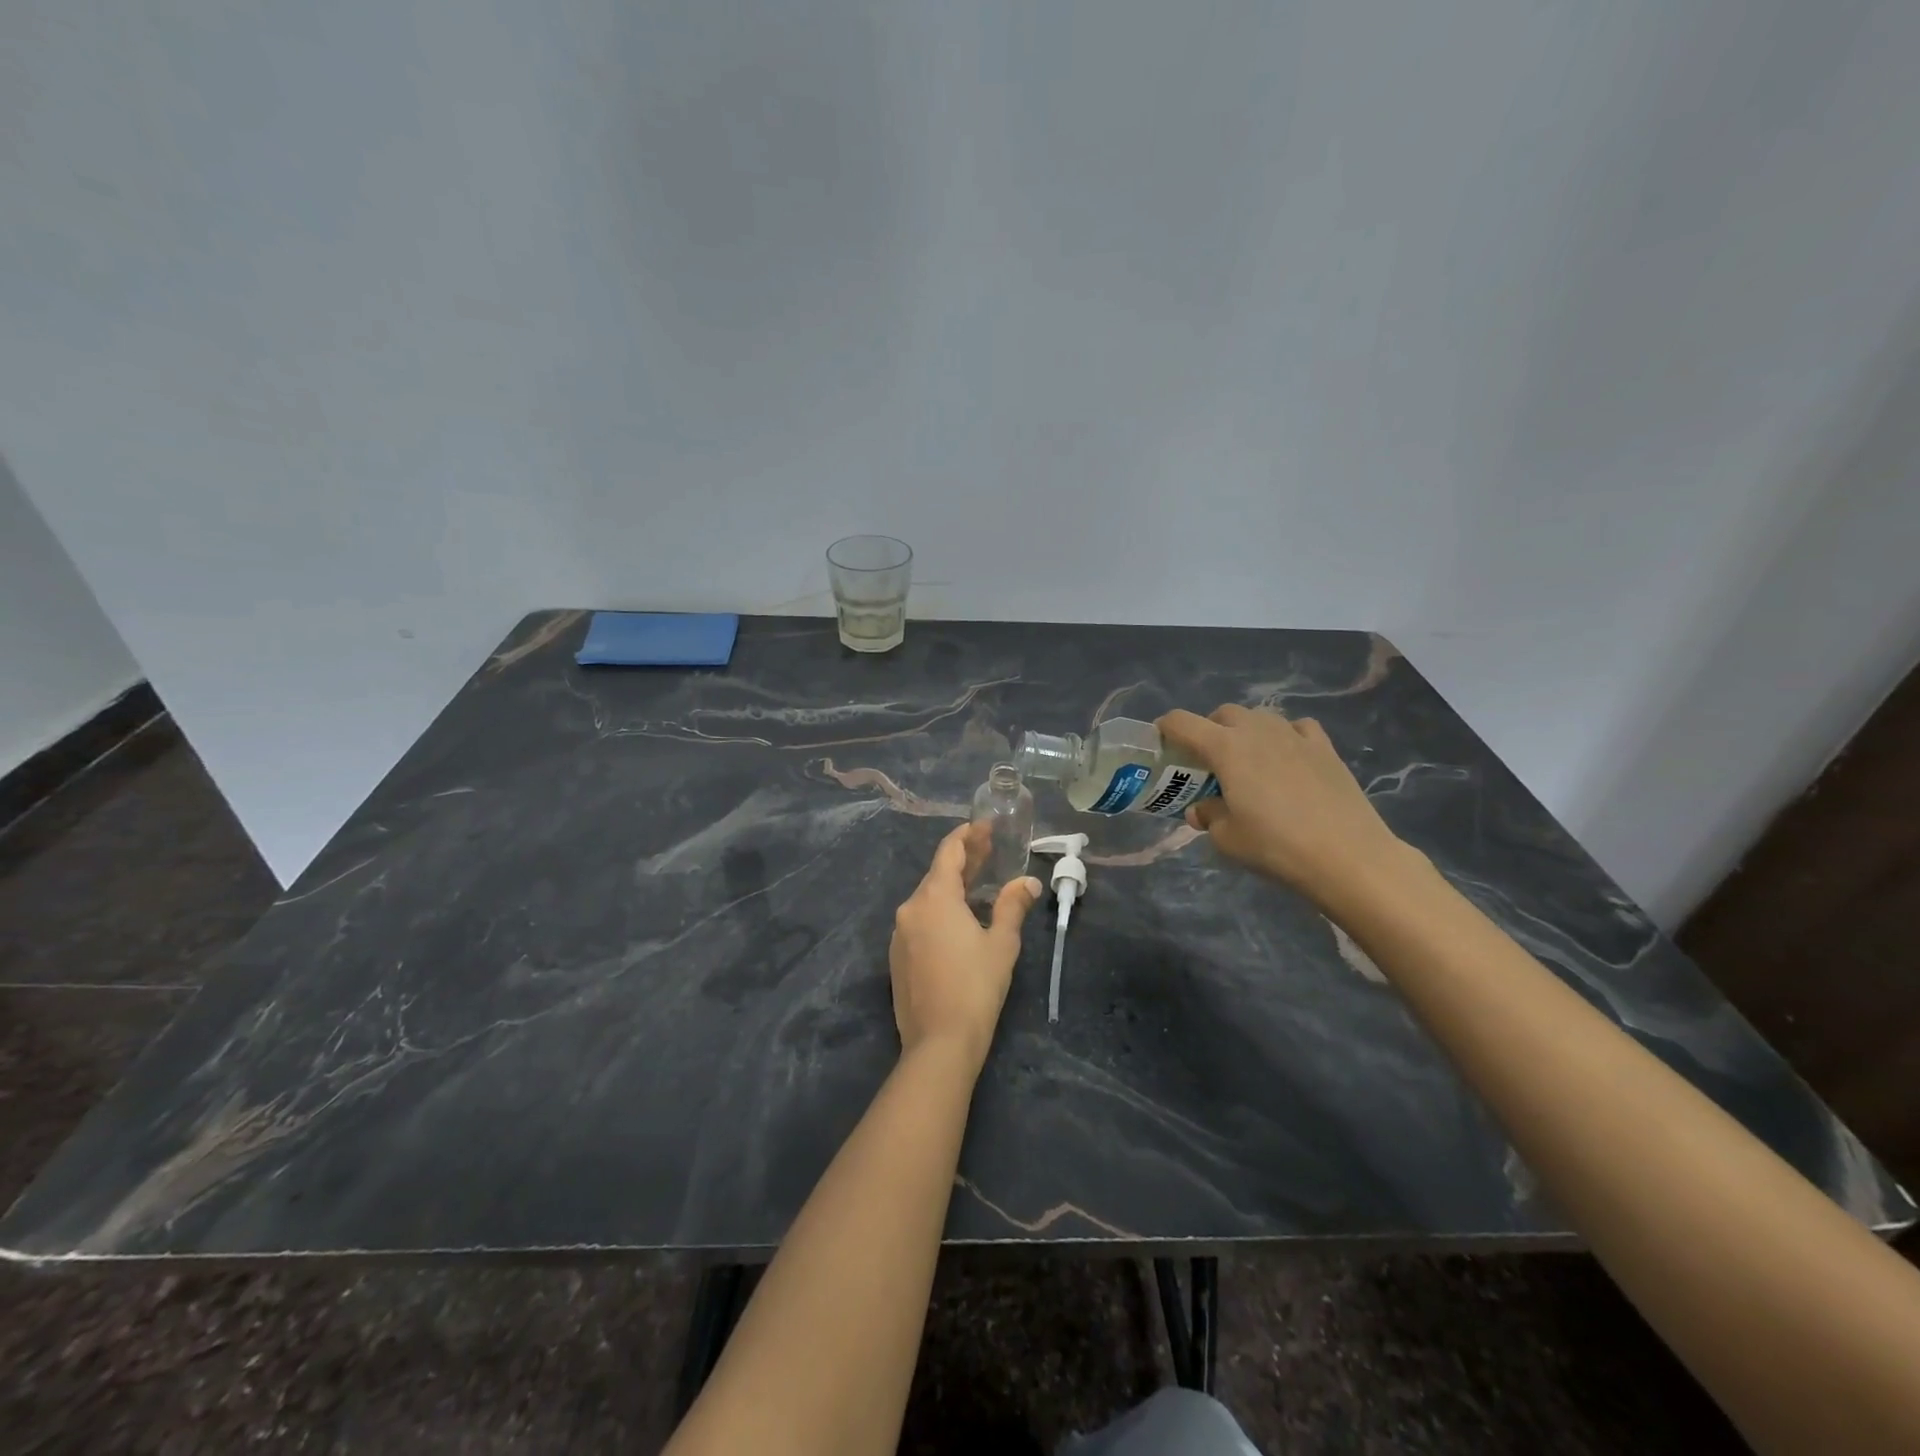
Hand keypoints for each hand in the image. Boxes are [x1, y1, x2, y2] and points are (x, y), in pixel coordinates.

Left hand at [889, 824, 1041, 1071]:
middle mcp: (910, 908)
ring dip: (951, 886)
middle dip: (963, 860)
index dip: (967, 836)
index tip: (984, 826)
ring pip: (927, 898)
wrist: (939, 1042)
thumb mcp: (1001, 943)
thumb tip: (1027, 882)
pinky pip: (920, 920)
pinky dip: (940, 910)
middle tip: (989, 849)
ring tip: (979, 882)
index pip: (948, 852)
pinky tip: (959, 919)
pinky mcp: (897, 956)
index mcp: (934, 898)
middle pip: (936, 874)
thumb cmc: (976, 986)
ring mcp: (899, 933)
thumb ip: (1012, 906)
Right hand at [1157, 705, 1413, 909]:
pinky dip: (1285, 736)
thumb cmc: (1275, 846)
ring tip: (1248, 760)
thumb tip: (1203, 809)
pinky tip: (1288, 757)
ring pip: (1260, 717)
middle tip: (1206, 760)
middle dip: (1208, 729)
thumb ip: (1209, 816)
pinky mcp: (1324, 748)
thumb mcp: (1227, 838)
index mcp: (1225, 748)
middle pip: (1222, 713)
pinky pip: (1297, 728)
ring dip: (1245, 731)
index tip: (1161, 741)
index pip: (1182, 722)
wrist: (1347, 855)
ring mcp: (1294, 735)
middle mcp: (1257, 731)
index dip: (1165, 728)